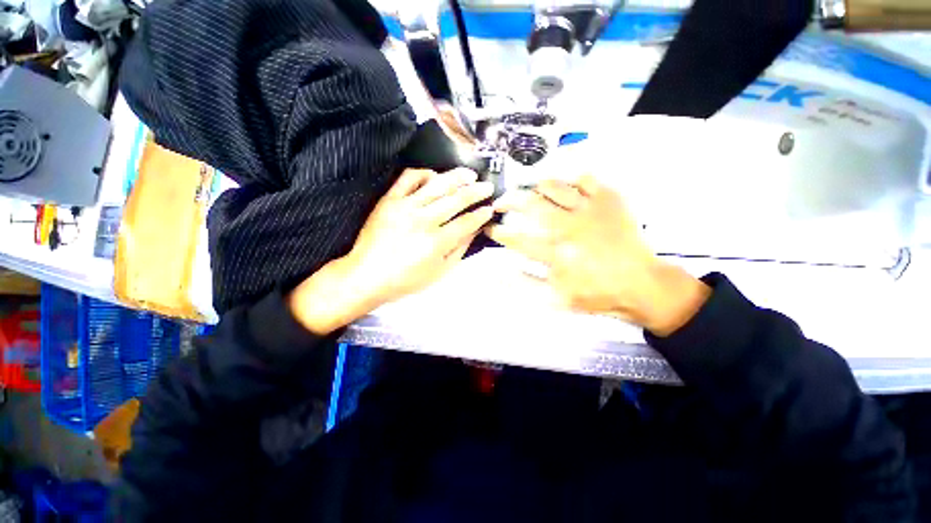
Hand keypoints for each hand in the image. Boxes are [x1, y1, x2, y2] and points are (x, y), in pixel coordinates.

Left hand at [289, 168, 494, 334]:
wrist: (366, 276)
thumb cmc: (406, 280)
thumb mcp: (439, 272)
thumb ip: (459, 250)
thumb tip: (474, 230)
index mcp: (437, 242)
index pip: (466, 222)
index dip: (481, 215)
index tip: (490, 209)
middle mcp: (424, 221)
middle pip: (456, 200)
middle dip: (476, 192)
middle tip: (488, 187)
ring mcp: (405, 207)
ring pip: (437, 185)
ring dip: (457, 177)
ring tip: (470, 174)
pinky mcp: (389, 200)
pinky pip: (408, 178)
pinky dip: (424, 173)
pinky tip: (435, 176)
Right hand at [486, 175, 709, 336]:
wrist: (640, 285)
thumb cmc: (596, 294)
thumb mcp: (556, 300)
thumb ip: (524, 285)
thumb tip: (498, 274)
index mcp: (555, 253)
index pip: (517, 238)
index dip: (498, 231)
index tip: (489, 227)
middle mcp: (569, 227)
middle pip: (530, 205)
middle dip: (508, 201)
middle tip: (500, 202)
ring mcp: (590, 210)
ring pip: (554, 187)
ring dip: (535, 187)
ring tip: (529, 191)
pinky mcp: (609, 201)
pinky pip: (586, 179)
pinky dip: (572, 178)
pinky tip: (565, 185)